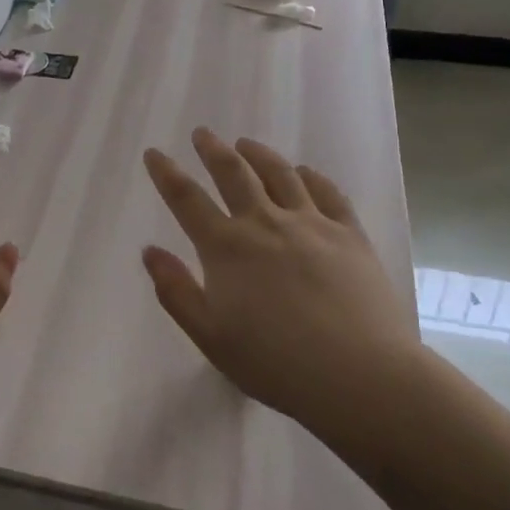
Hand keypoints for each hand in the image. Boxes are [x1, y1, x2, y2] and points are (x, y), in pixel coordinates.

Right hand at [142, 128, 419, 434]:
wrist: (360, 375)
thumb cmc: (276, 363)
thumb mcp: (211, 337)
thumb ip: (176, 292)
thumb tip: (150, 251)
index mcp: (227, 247)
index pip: (187, 199)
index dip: (166, 173)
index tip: (154, 153)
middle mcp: (265, 223)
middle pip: (233, 173)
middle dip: (212, 150)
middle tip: (202, 133)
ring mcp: (311, 224)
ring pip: (279, 174)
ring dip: (258, 154)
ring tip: (246, 143)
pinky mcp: (349, 234)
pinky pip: (327, 193)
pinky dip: (311, 176)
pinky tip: (304, 172)